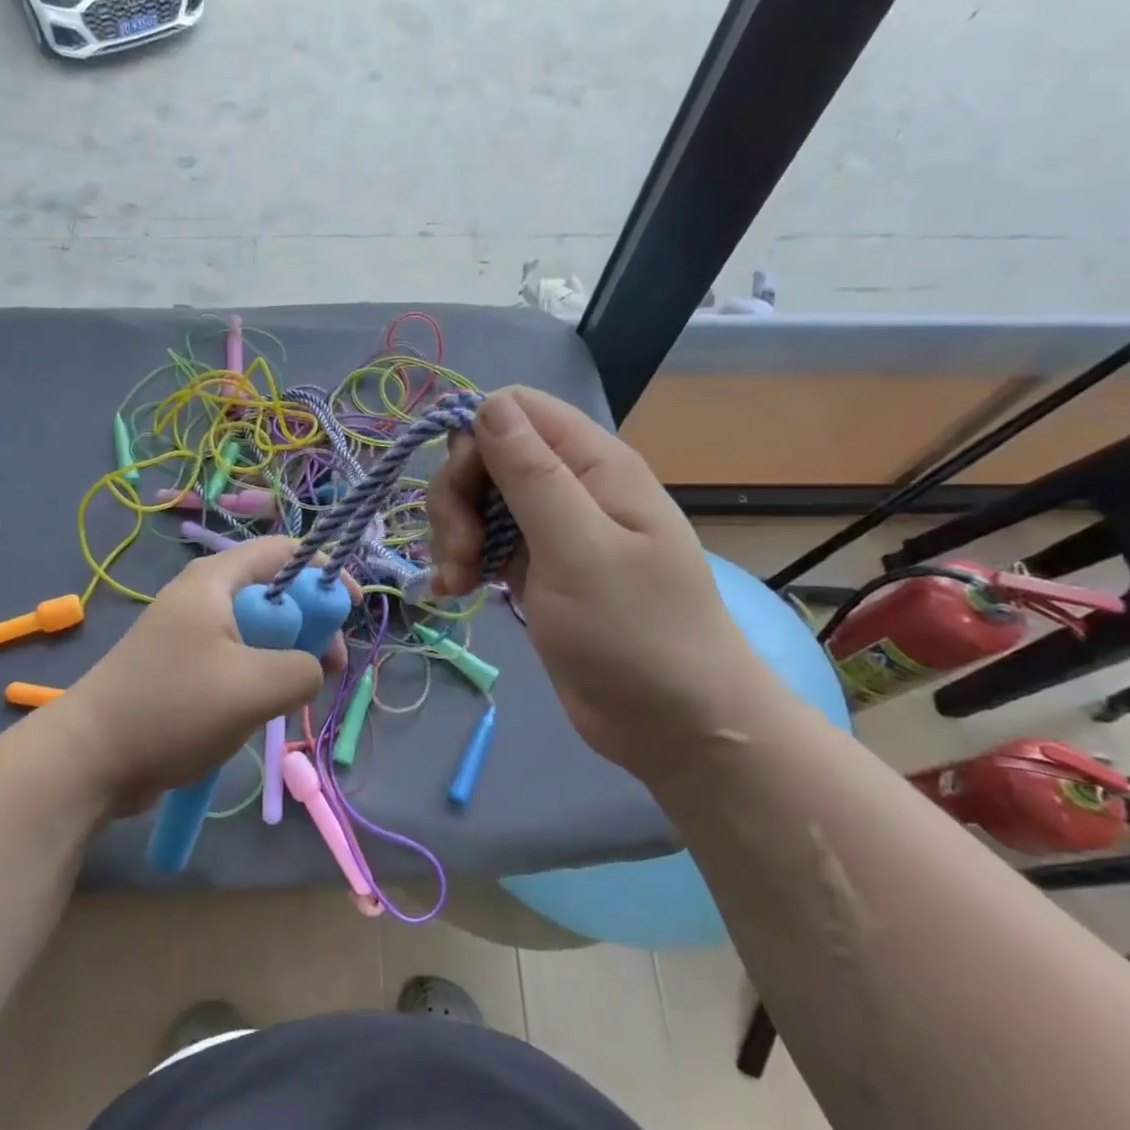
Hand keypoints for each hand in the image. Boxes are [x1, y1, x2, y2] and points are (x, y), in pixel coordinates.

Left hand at [53, 538, 347, 813]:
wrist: (90, 758)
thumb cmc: (173, 708)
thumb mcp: (254, 687)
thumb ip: (303, 668)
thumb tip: (312, 669)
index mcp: (216, 580)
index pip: (286, 550)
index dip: (325, 572)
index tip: (351, 611)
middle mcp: (203, 595)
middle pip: (275, 592)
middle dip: (310, 625)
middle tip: (328, 669)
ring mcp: (190, 631)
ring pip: (258, 631)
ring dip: (286, 658)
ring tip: (293, 697)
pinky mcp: (183, 666)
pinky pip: (236, 658)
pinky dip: (258, 677)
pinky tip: (260, 710)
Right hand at [427, 387, 780, 778]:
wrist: (676, 725)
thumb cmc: (636, 633)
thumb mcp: (579, 549)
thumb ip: (532, 474)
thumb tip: (487, 404)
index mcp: (593, 464)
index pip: (515, 409)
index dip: (476, 439)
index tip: (466, 494)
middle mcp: (570, 485)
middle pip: (485, 455)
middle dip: (458, 498)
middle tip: (461, 552)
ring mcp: (550, 528)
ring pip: (477, 499)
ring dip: (454, 534)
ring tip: (457, 581)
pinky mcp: (534, 568)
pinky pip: (483, 542)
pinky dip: (461, 561)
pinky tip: (454, 591)